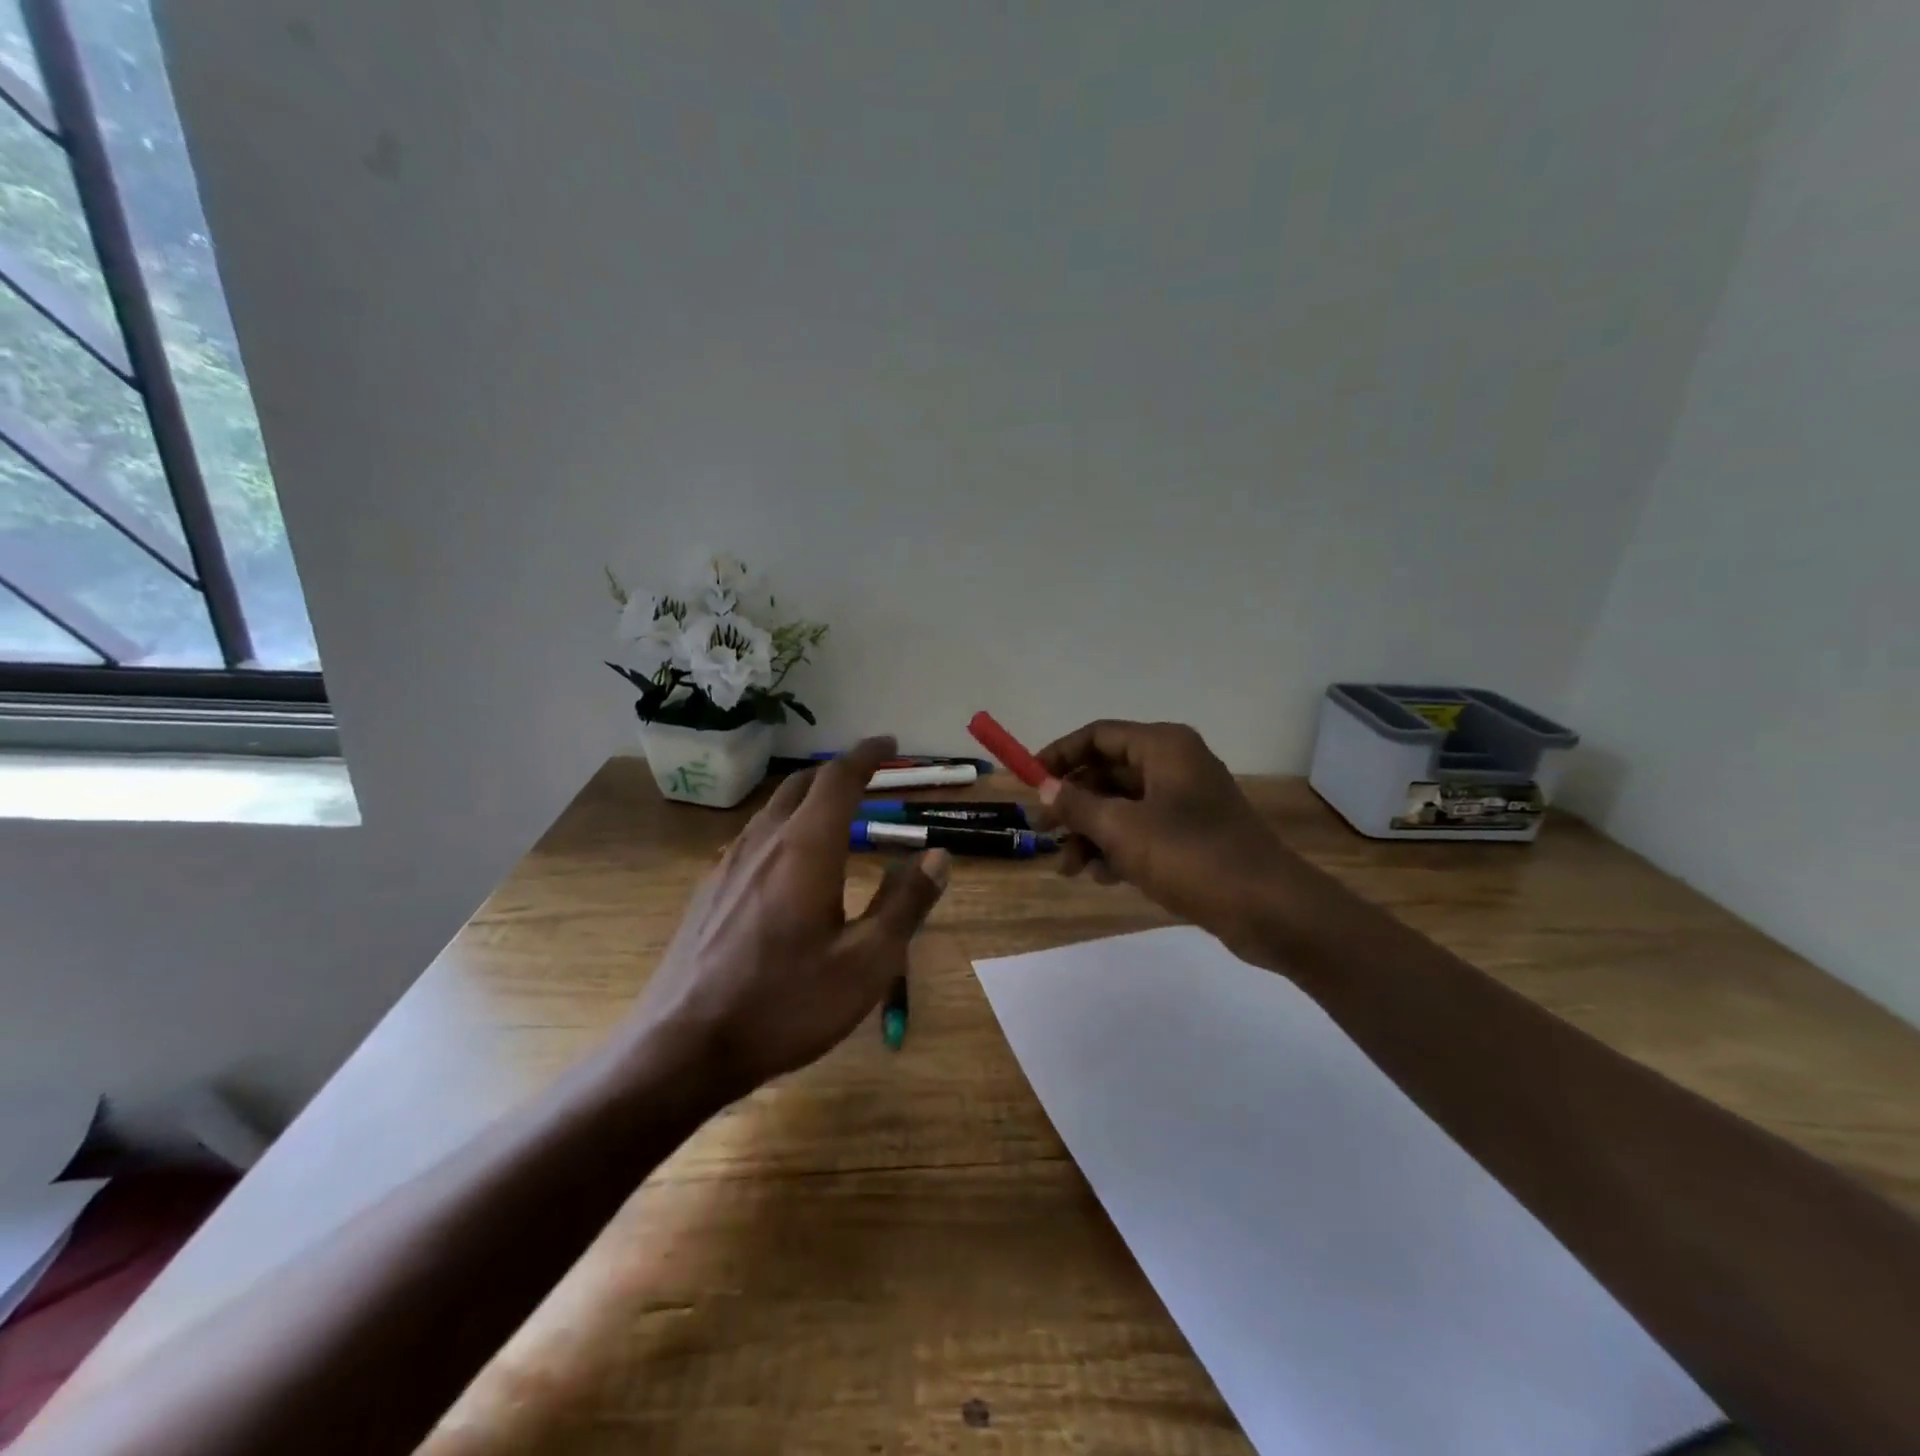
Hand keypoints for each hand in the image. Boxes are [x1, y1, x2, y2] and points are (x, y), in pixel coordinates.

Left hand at [623, 737, 949, 1101]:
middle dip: (837, 771)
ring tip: (834, 815)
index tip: (890, 743)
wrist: (682, 1047)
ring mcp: (727, 864)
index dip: (867, 755)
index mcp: (806, 848)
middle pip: (802, 785)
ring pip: (773, 810)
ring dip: (808, 799)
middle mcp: (763, 842)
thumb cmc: (785, 1004)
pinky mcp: (708, 890)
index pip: (839, 779)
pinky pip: (752, 838)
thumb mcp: (866, 962)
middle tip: (868, 775)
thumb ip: (905, 903)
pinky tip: (787, 864)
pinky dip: (783, 828)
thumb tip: (939, 855)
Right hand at [1035, 720, 1293, 959]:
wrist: (1268, 908)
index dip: (1059, 755)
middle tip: (1043, 833)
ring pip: (1121, 806)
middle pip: (1107, 772)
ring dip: (1090, 833)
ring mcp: (1185, 801)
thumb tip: (1045, 788)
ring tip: (1068, 869)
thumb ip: (1078, 805)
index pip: (1097, 735)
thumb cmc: (1191, 856)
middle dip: (1072, 804)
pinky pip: (1142, 831)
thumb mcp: (1122, 829)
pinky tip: (1102, 878)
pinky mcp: (1192, 835)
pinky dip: (1118, 849)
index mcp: (1162, 747)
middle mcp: (1174, 765)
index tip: (1029, 783)